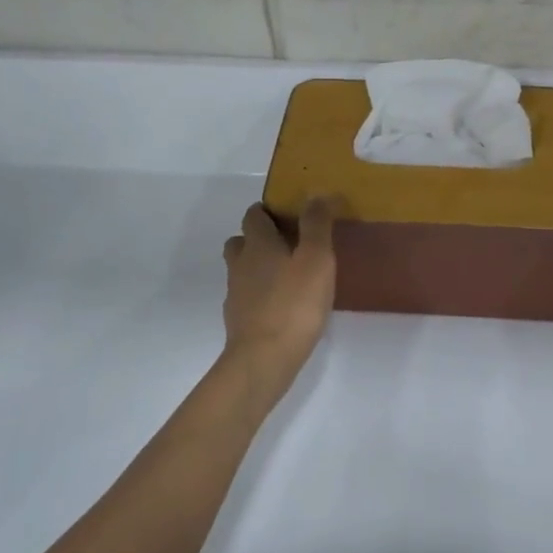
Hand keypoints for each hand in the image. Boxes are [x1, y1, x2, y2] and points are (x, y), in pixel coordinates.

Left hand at [222, 198, 338, 371]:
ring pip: (242, 269)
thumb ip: (316, 225)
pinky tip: (282, 305)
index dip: (268, 211)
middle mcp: (241, 264)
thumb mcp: (317, 259)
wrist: (264, 359)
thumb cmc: (294, 304)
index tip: (290, 215)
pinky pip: (247, 297)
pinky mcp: (239, 320)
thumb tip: (315, 193)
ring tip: (287, 275)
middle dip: (260, 238)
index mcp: (258, 244)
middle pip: (241, 241)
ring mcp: (236, 293)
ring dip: (258, 267)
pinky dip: (260, 294)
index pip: (254, 215)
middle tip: (289, 244)